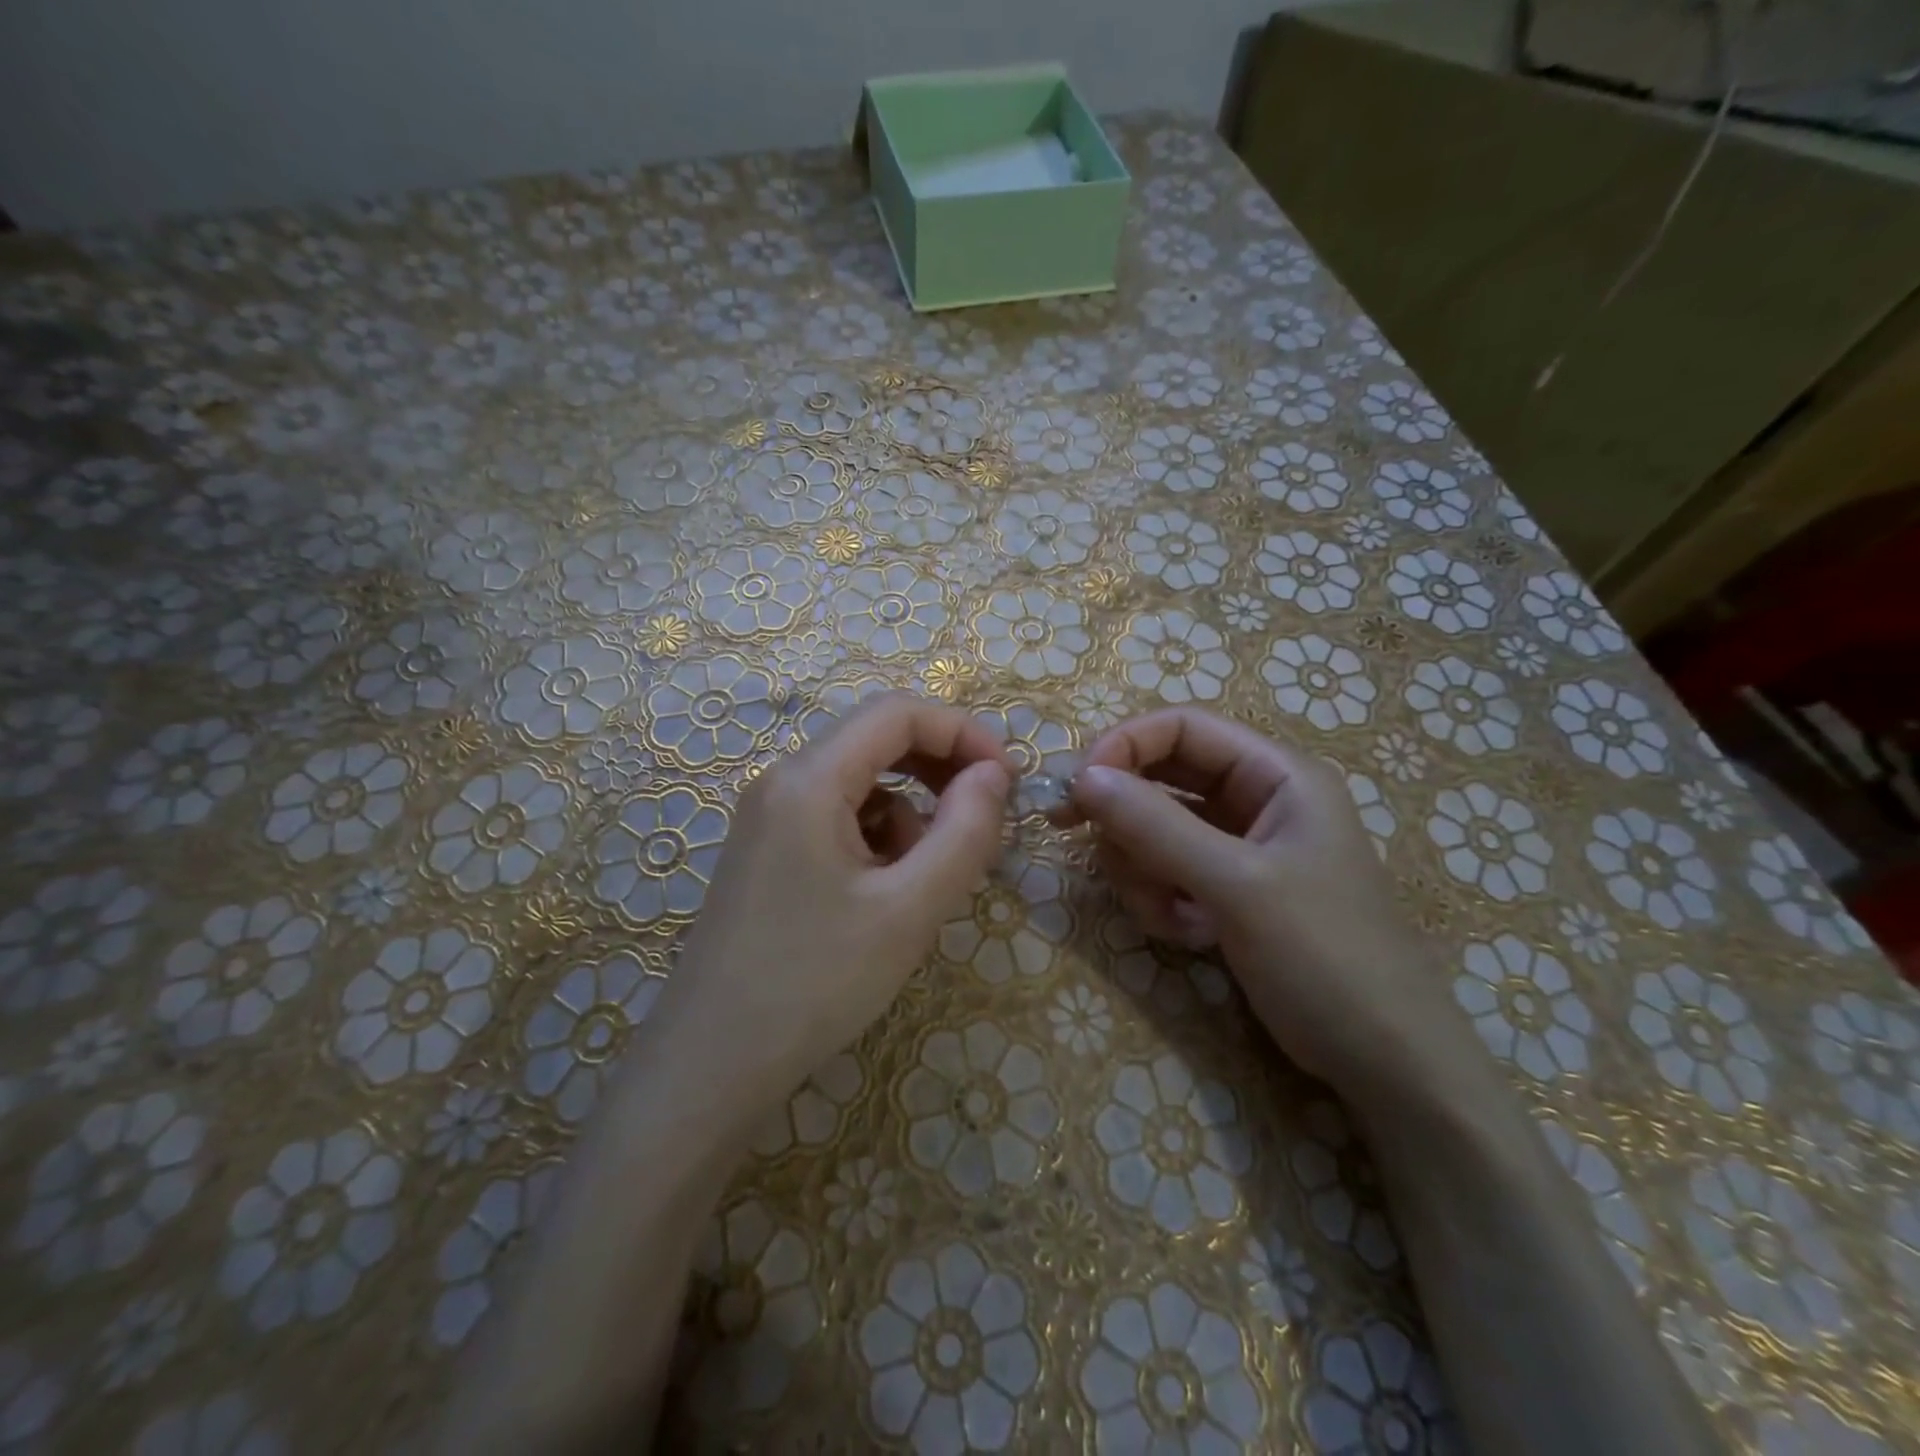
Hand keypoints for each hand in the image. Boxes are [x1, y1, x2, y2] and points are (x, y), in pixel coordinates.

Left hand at [656, 691, 1011, 1098]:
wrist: (710, 1067)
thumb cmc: (815, 983)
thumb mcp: (909, 910)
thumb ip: (964, 832)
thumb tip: (994, 775)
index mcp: (809, 779)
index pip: (897, 713)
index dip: (962, 731)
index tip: (1009, 780)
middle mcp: (782, 782)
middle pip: (876, 740)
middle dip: (940, 768)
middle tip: (985, 817)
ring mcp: (769, 818)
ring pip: (861, 784)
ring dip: (910, 813)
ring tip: (924, 880)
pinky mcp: (768, 852)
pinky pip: (838, 819)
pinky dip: (878, 839)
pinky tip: (883, 896)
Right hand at [1069, 708, 1458, 1090]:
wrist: (1384, 1062)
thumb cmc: (1325, 957)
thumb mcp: (1237, 886)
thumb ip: (1156, 826)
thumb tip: (1082, 777)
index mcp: (1276, 775)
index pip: (1182, 727)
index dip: (1124, 746)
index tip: (1078, 788)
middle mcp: (1256, 800)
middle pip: (1161, 778)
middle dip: (1126, 817)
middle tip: (1083, 844)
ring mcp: (1240, 847)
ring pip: (1154, 829)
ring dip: (1143, 870)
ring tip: (1171, 916)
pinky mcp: (1226, 889)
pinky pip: (1166, 870)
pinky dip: (1161, 899)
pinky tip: (1189, 935)